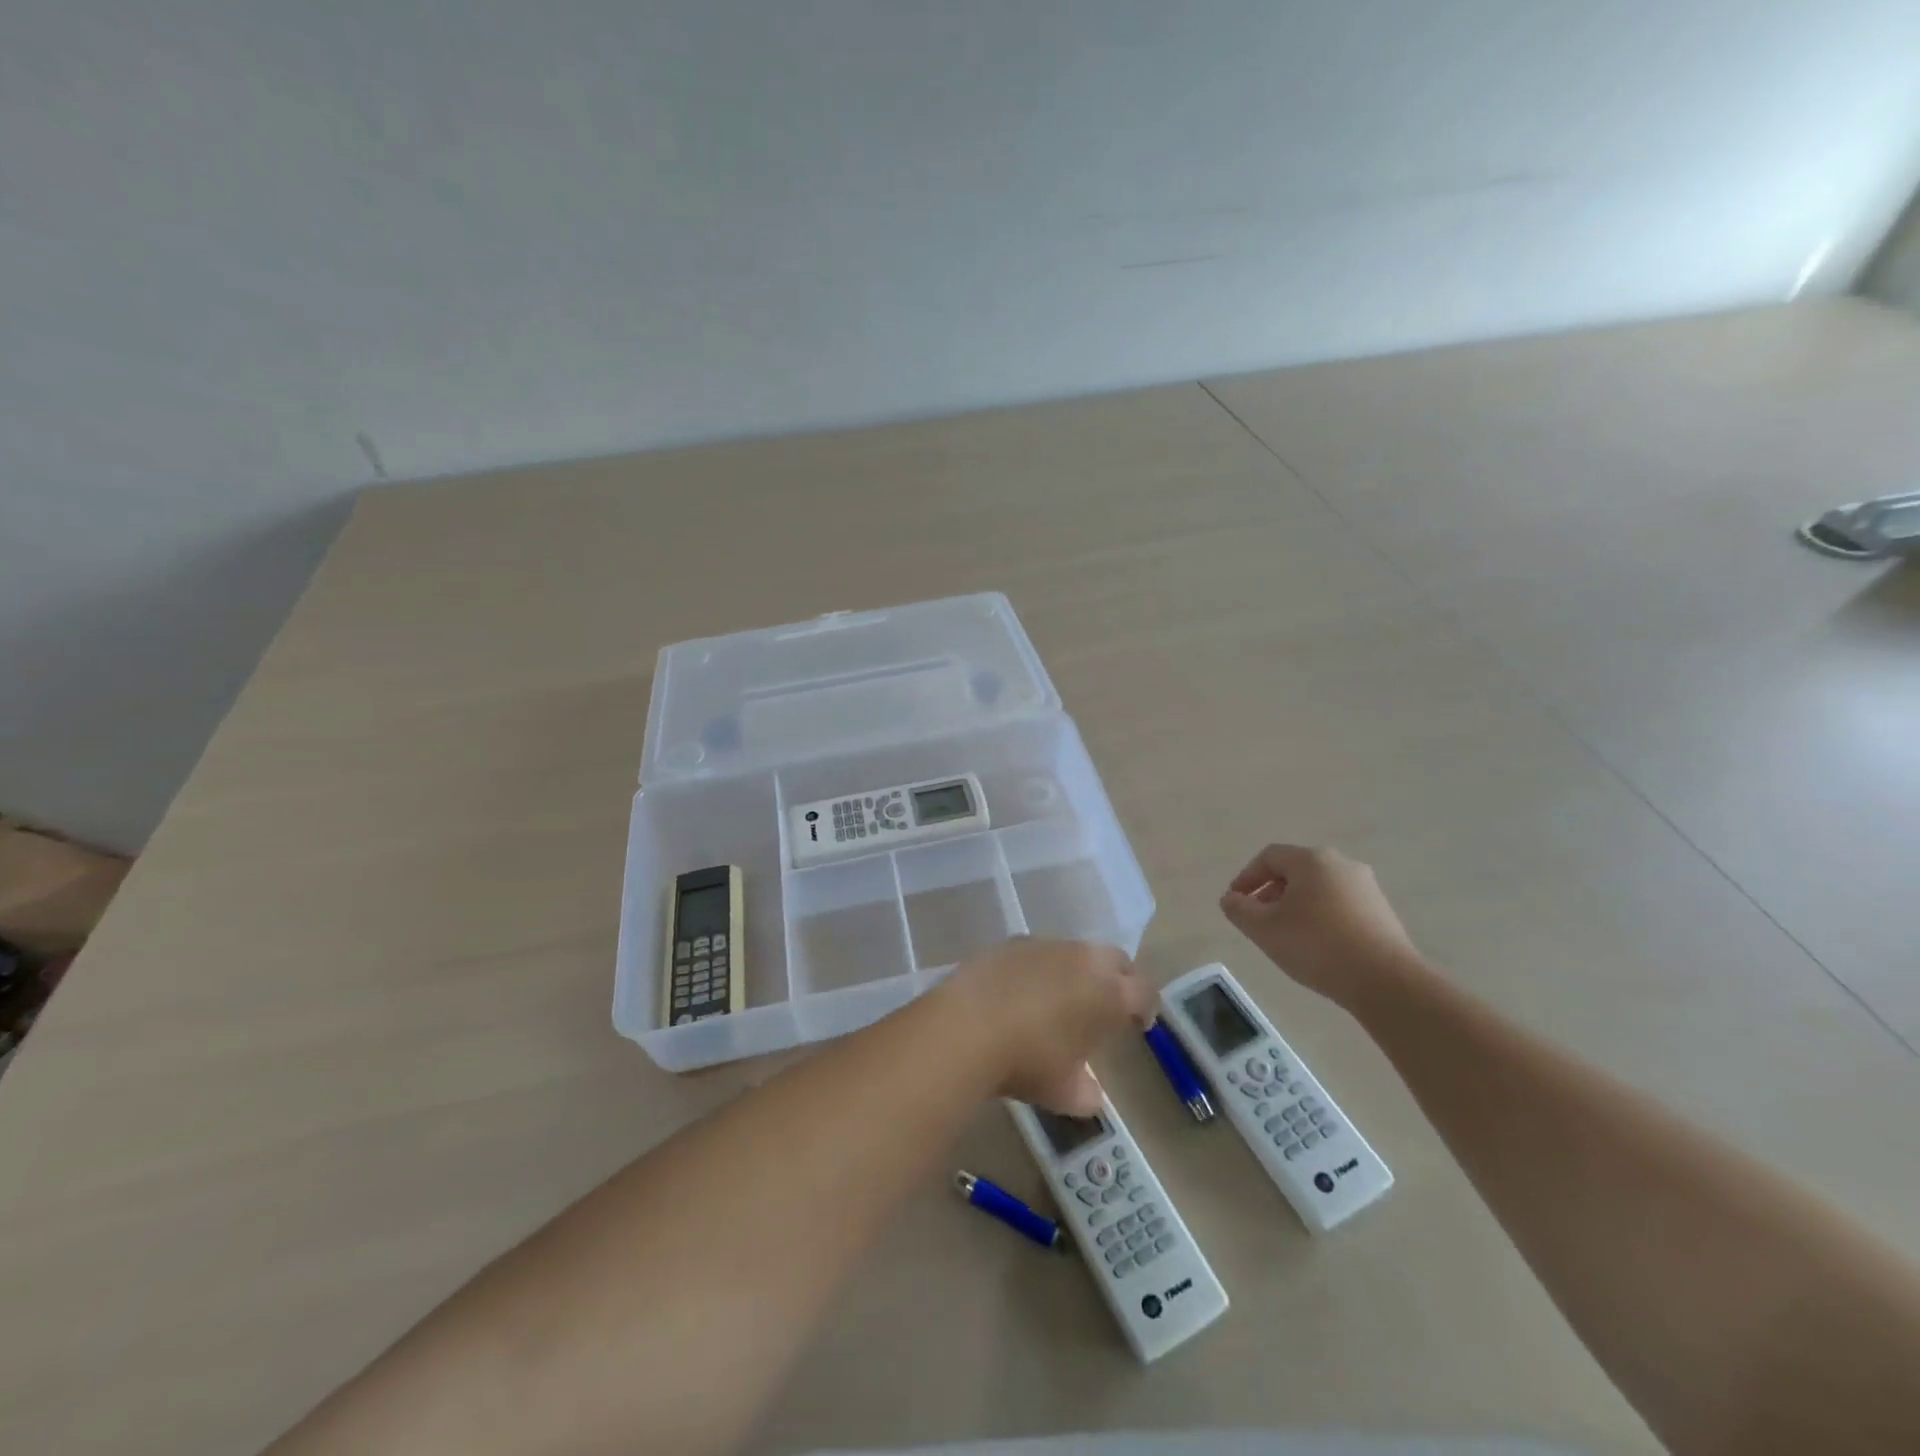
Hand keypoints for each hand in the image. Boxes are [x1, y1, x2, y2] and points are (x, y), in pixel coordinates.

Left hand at [936, 938, 1155, 1114]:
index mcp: (1109, 994)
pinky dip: (1040, 967)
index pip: (1143, 992)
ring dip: (1077, 969)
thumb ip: (1085, 1092)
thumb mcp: (1062, 1092)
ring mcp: (1046, 945)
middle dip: (1118, 978)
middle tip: (1108, 1003)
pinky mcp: (1012, 941)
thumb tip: (1090, 1095)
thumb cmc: (1027, 1062)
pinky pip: (1039, 950)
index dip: (1144, 1007)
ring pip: (1075, 951)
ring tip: (1062, 996)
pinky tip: (1024, 989)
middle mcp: (1084, 960)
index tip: (1137, 1023)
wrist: (968, 1026)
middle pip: (1115, 959)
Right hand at [1219, 844, 1424, 1007]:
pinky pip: (1340, 905)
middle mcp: (1341, 864)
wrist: (1386, 981)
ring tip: (1285, 935)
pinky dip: (1320, 917)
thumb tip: (1230, 899)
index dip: (1246, 877)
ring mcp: (1366, 887)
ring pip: (1318, 888)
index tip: (1235, 902)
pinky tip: (1316, 945)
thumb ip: (1239, 910)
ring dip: (1296, 905)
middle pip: (1295, 871)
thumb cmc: (1316, 945)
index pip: (1269, 857)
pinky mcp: (1382, 911)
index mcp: (1311, 860)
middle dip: (1271, 892)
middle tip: (1258, 919)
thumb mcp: (1264, 929)